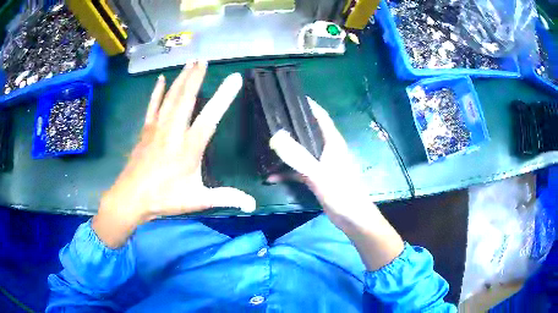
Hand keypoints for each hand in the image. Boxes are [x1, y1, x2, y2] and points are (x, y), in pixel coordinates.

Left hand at [93, 61, 254, 247]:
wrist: (131, 198)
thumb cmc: (164, 199)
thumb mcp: (197, 200)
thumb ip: (225, 198)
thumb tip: (252, 205)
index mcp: (189, 148)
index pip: (210, 117)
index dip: (224, 97)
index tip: (235, 78)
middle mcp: (173, 132)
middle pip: (186, 98)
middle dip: (196, 77)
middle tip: (204, 59)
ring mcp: (157, 128)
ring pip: (171, 97)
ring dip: (181, 79)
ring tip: (189, 63)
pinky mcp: (146, 130)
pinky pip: (153, 105)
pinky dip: (157, 91)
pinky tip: (161, 79)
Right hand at [269, 97, 371, 229]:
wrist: (351, 218)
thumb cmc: (341, 192)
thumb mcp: (319, 173)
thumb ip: (298, 156)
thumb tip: (276, 137)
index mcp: (333, 143)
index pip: (321, 117)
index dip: (310, 106)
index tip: (293, 97)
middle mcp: (328, 150)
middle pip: (309, 132)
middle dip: (292, 126)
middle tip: (273, 119)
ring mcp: (322, 164)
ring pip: (302, 151)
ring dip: (287, 151)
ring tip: (267, 146)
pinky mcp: (317, 177)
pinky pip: (299, 170)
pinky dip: (287, 172)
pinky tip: (271, 177)